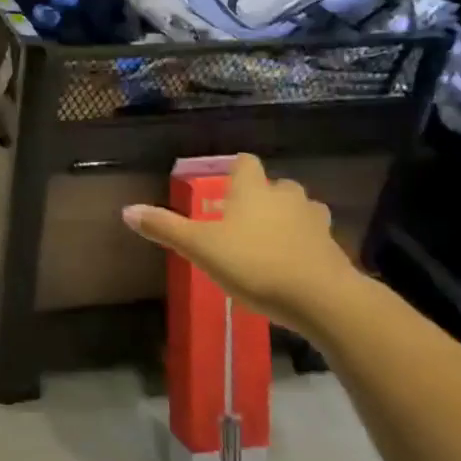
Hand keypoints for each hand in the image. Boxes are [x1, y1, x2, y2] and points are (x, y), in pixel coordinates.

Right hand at [121, 155, 357, 331]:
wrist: (322, 299)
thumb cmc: (254, 263)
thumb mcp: (200, 248)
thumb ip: (165, 228)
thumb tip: (127, 210)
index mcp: (253, 190)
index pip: (246, 162)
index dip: (235, 169)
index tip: (224, 183)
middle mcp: (287, 198)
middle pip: (277, 185)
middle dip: (263, 196)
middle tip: (243, 218)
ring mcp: (315, 223)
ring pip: (301, 209)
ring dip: (288, 218)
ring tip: (269, 240)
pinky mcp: (334, 250)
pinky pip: (316, 239)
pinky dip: (304, 246)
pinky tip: (292, 266)